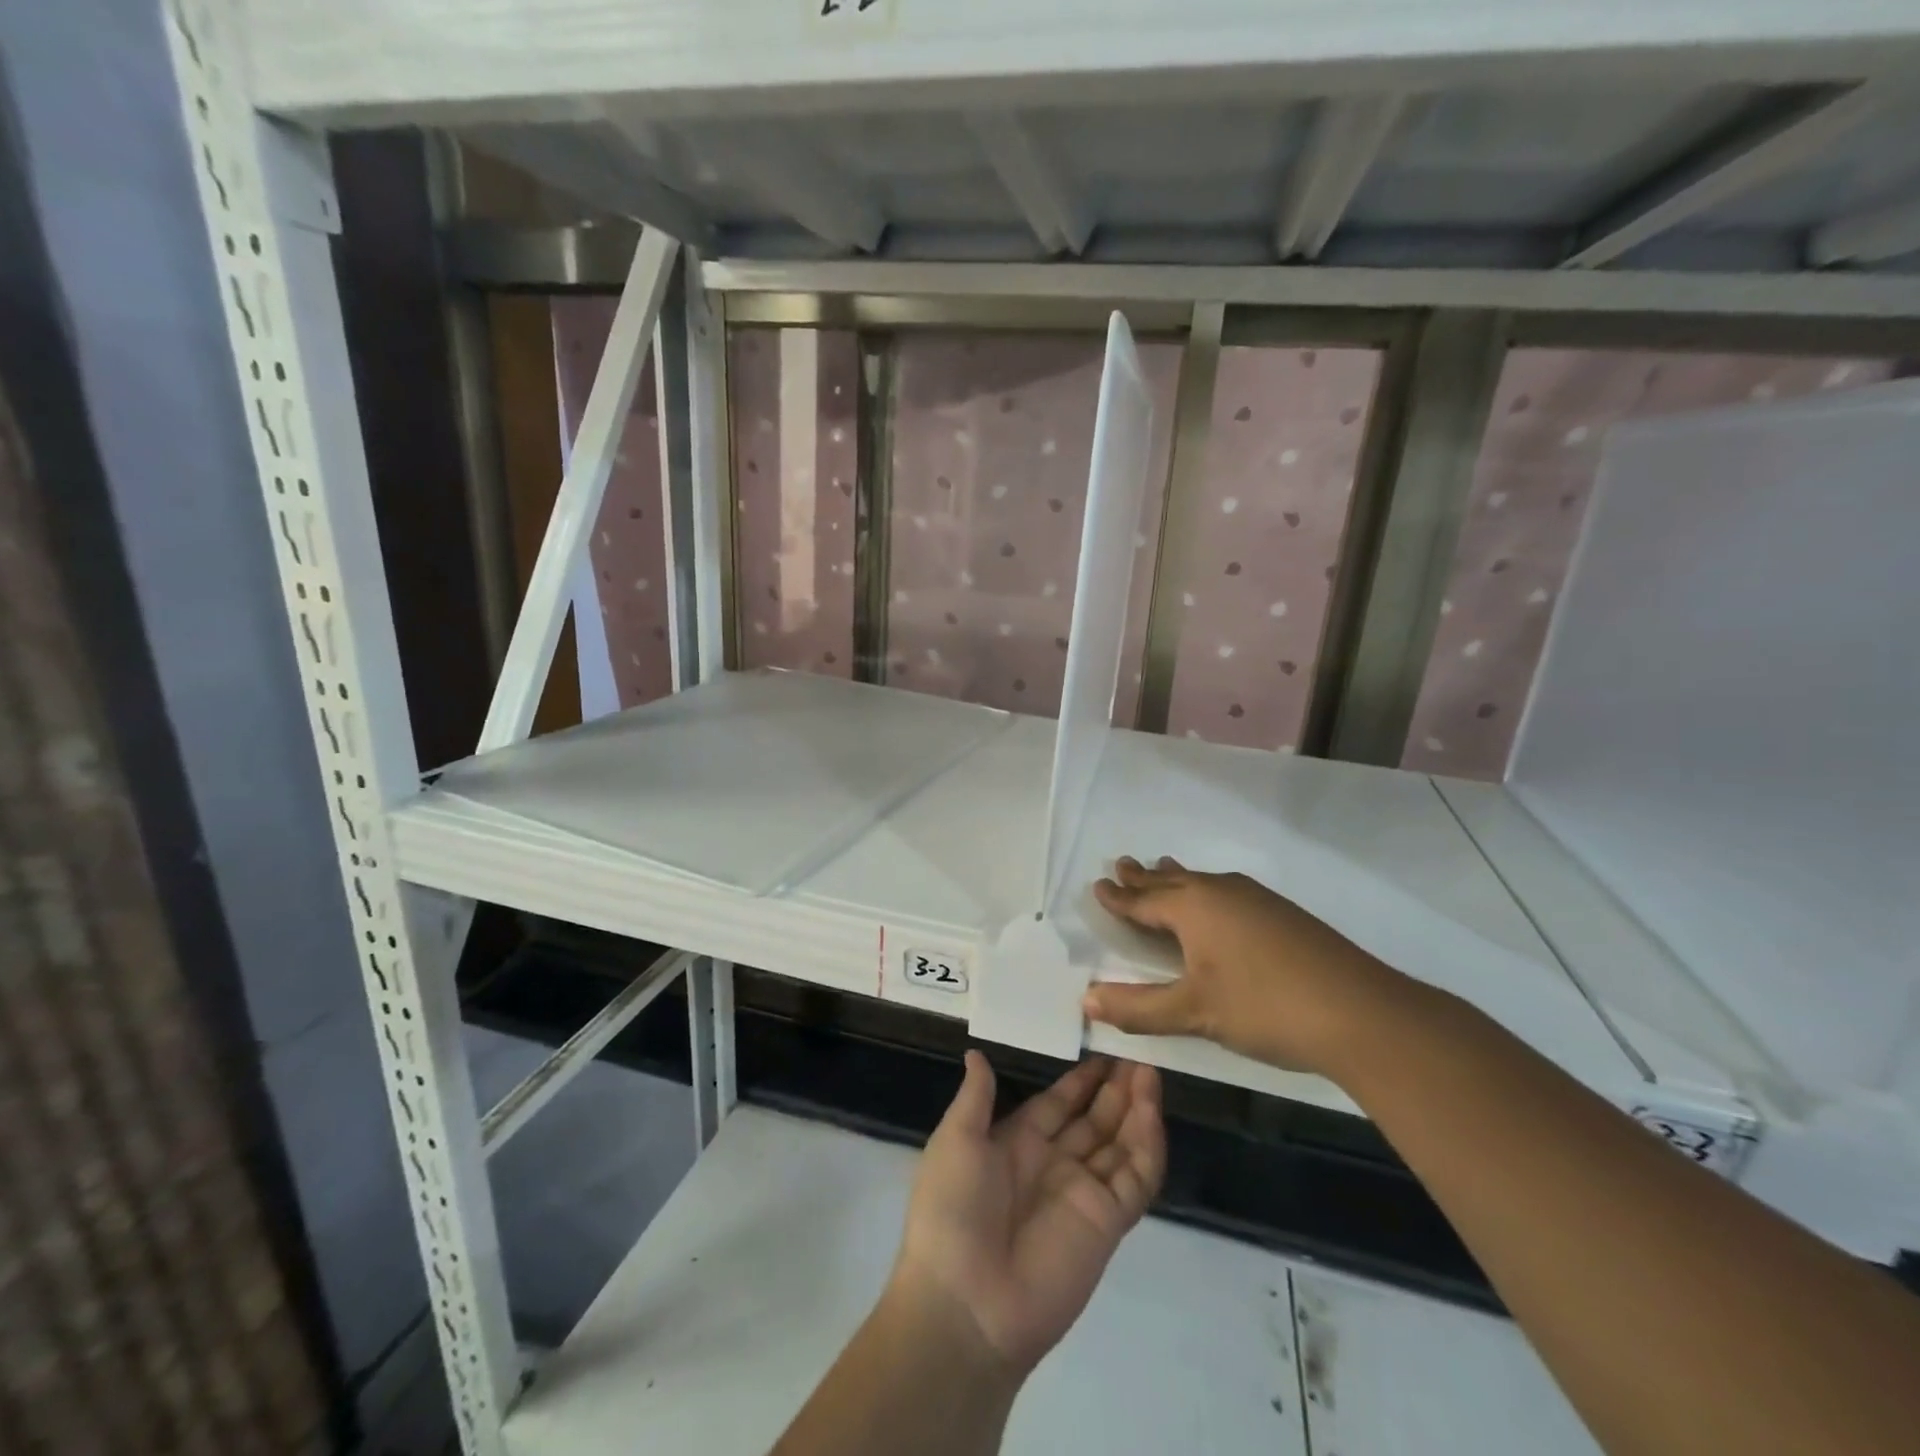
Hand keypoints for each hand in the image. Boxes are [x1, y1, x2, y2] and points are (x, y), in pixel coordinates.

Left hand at [889, 1052, 1164, 1378]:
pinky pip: (1135, 1178)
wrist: (964, 1304)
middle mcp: (1054, 1164)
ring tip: (1150, 1071)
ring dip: (1136, 1108)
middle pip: (1094, 1119)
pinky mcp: (1107, 1222)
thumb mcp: (955, 1141)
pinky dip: (1147, 1145)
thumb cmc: (951, 1210)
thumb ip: (976, 1097)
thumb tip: (976, 1053)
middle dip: (1115, 1088)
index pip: (1057, 1103)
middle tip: (1137, 1051)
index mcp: (1017, 1144)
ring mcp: (1083, 1193)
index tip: (1103, 1046)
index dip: (1080, 1079)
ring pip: (1120, 1143)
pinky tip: (1151, 1111)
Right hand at [1084, 855, 1416, 1078]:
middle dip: (1144, 877)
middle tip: (1122, 864)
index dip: (1118, 897)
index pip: (1143, 900)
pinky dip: (1205, 890)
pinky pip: (1226, 891)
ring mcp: (1256, 899)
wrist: (1361, 1012)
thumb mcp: (1194, 1013)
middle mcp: (1221, 892)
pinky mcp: (1282, 914)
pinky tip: (1218, 903)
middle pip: (1172, 881)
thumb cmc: (1265, 1007)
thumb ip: (1139, 1007)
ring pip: (1203, 882)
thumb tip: (1085, 1000)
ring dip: (1176, 878)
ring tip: (1162, 867)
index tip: (1098, 883)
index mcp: (1193, 907)